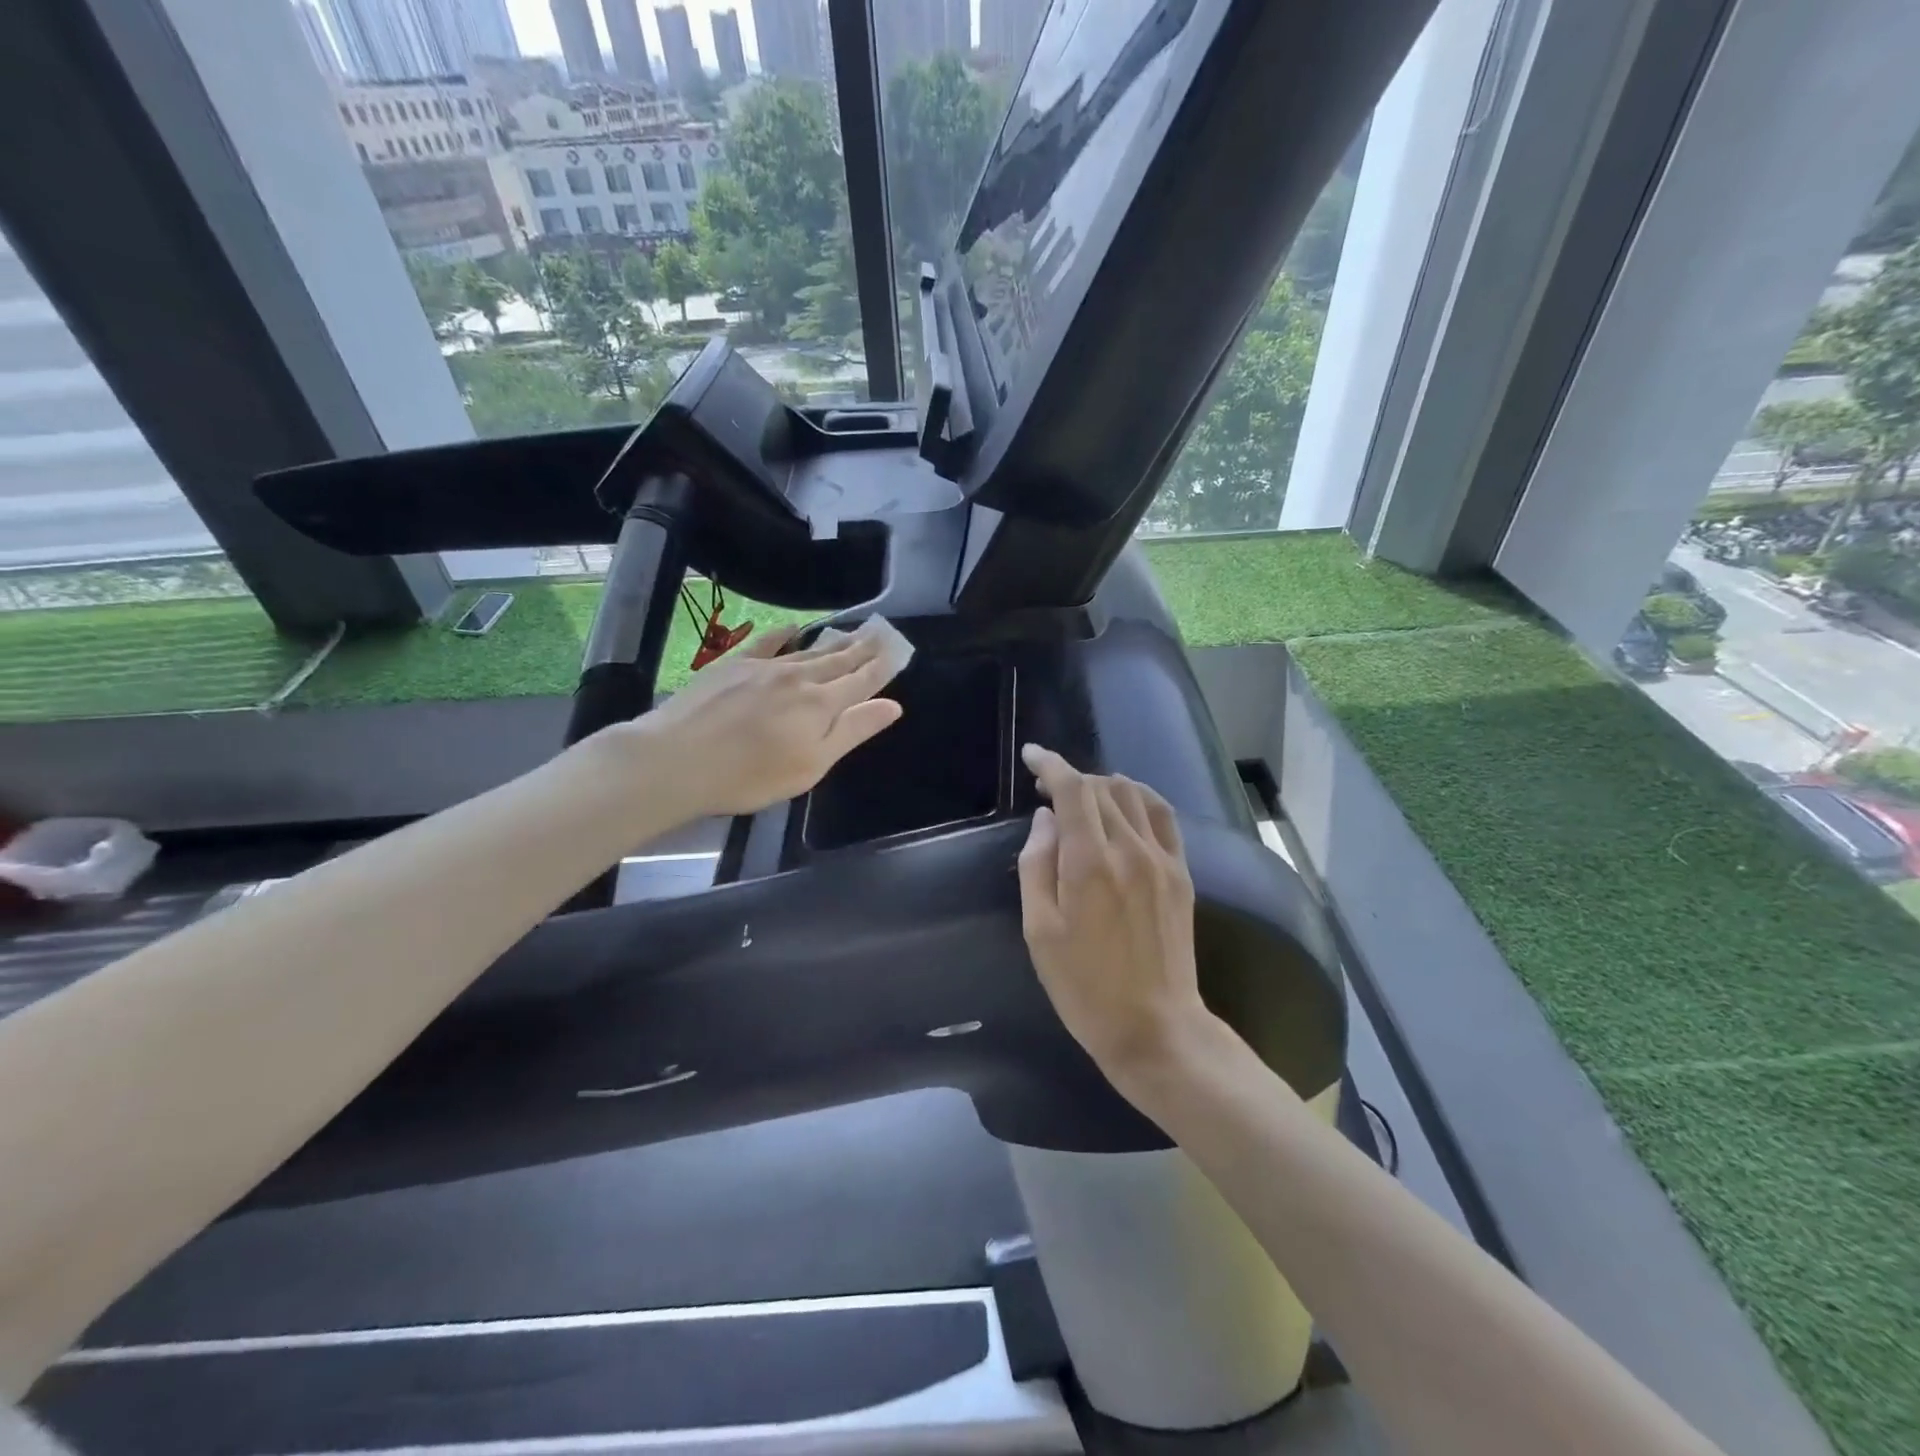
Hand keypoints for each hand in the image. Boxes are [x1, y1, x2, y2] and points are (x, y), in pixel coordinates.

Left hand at [605, 625, 903, 818]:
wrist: (677, 759)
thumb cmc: (750, 776)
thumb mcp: (811, 765)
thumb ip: (852, 731)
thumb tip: (892, 705)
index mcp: (821, 705)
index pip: (861, 681)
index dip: (882, 667)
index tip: (898, 651)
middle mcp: (798, 678)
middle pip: (838, 660)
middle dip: (863, 649)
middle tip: (882, 633)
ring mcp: (764, 668)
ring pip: (808, 651)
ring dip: (834, 641)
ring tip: (853, 632)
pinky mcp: (733, 665)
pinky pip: (767, 643)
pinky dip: (784, 634)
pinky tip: (794, 628)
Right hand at [1016, 745, 1215, 1091]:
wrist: (1154, 1027)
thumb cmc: (1084, 986)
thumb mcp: (1039, 931)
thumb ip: (1037, 865)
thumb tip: (1045, 819)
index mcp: (1090, 862)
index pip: (1072, 789)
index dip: (1050, 765)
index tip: (1031, 756)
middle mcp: (1130, 849)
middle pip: (1101, 787)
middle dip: (1071, 779)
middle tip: (1047, 792)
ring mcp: (1161, 859)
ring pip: (1132, 795)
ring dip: (1102, 786)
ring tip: (1082, 800)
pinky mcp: (1181, 873)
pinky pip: (1163, 816)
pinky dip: (1140, 798)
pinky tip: (1126, 806)